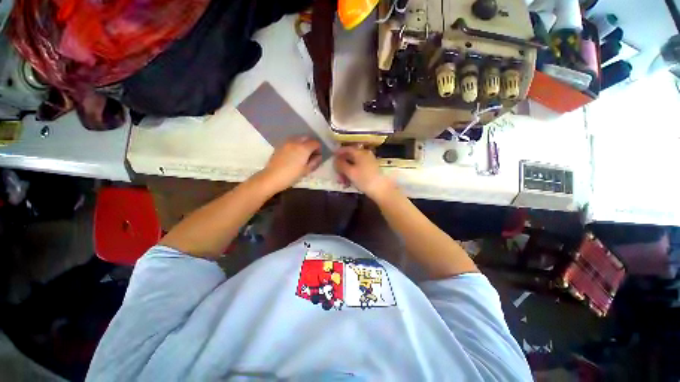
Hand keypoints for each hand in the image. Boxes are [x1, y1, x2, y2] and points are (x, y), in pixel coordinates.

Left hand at [260, 136, 322, 192]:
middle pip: (307, 138)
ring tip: (302, 154)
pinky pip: (291, 141)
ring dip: (303, 143)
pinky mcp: (280, 146)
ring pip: (298, 138)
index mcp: (304, 148)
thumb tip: (319, 157)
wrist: (272, 177)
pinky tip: (294, 154)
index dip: (319, 148)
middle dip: (311, 144)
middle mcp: (295, 142)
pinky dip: (295, 145)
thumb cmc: (291, 175)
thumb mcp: (306, 171)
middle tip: (311, 154)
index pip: (315, 143)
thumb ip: (315, 162)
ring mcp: (286, 143)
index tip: (318, 156)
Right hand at [334, 146, 394, 200]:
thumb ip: (341, 165)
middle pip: (350, 157)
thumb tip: (335, 160)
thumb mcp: (350, 172)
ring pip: (354, 164)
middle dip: (342, 165)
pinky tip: (349, 182)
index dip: (338, 152)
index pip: (347, 149)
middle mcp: (365, 155)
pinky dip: (352, 174)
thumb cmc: (364, 179)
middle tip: (336, 173)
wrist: (382, 190)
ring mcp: (369, 162)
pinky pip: (359, 169)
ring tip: (342, 181)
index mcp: (360, 153)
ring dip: (346, 171)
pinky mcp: (371, 170)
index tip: (331, 157)